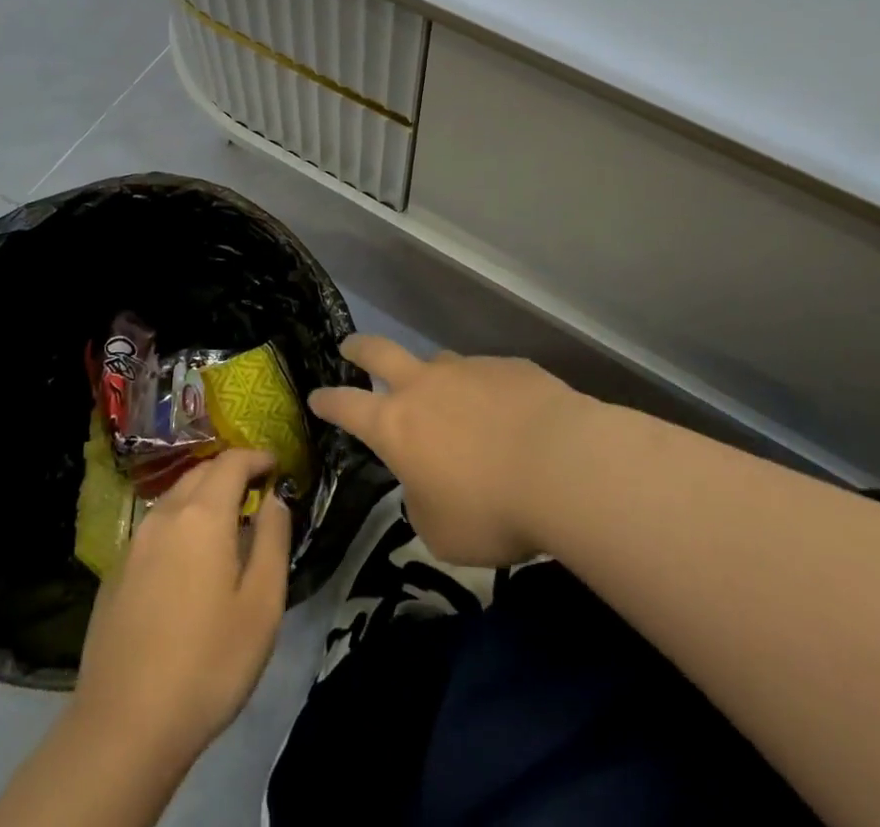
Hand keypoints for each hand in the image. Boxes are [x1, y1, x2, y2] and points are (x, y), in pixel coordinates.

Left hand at [71, 448, 289, 770]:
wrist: (123, 728)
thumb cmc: (207, 665)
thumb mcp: (262, 606)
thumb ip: (273, 540)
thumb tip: (274, 500)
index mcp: (202, 515)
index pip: (231, 462)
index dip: (256, 457)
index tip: (276, 466)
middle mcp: (164, 515)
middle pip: (200, 473)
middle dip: (230, 473)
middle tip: (255, 492)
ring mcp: (134, 543)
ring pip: (174, 498)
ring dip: (203, 497)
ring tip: (226, 524)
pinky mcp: (115, 572)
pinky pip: (155, 528)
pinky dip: (179, 524)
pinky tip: (187, 561)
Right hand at [309, 336, 587, 567]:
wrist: (564, 466)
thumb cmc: (490, 510)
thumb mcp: (441, 532)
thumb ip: (423, 503)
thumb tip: (427, 485)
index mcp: (396, 425)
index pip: (347, 406)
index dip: (328, 401)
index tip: (316, 396)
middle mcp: (426, 386)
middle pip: (380, 352)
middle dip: (359, 348)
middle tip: (350, 347)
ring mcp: (469, 370)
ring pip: (440, 364)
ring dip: (436, 379)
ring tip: (452, 404)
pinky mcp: (510, 367)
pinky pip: (489, 377)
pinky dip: (489, 394)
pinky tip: (511, 419)